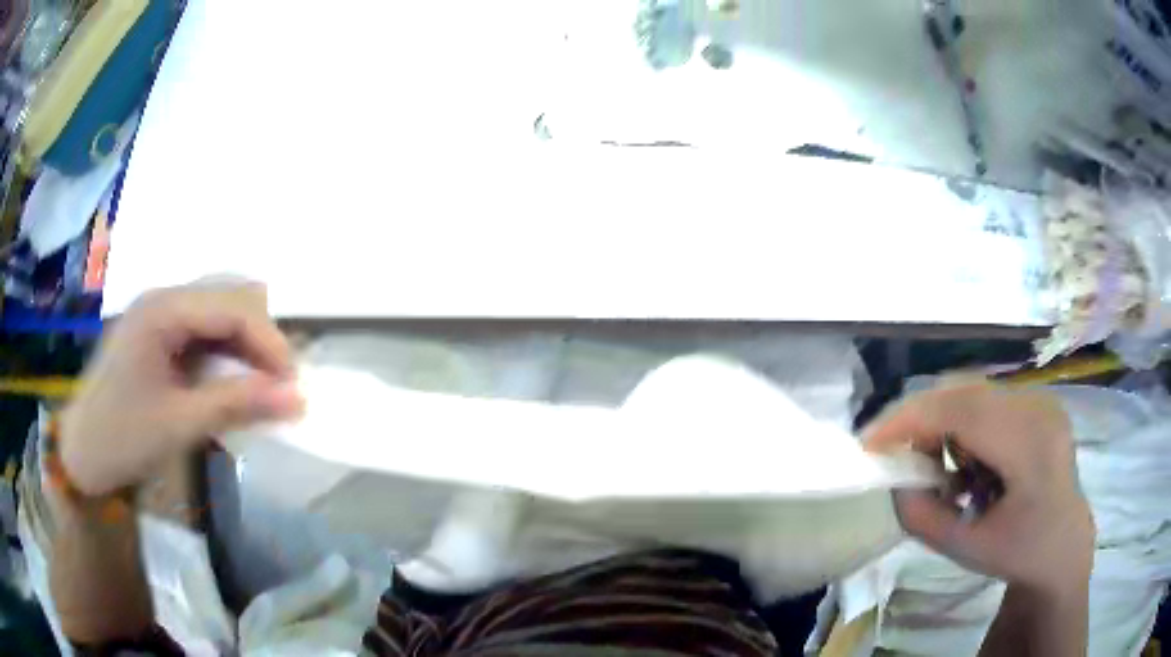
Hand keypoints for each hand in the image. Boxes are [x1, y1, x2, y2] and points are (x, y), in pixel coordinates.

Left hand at [59, 282, 303, 496]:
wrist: (81, 454)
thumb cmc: (122, 438)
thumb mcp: (180, 425)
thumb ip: (237, 405)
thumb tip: (299, 400)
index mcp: (162, 309)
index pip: (233, 306)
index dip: (270, 342)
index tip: (294, 387)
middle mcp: (164, 298)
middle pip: (230, 297)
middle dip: (261, 339)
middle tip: (278, 388)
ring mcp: (160, 314)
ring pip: (221, 310)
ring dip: (246, 344)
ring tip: (260, 387)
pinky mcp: (160, 334)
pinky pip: (205, 330)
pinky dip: (227, 353)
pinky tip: (232, 383)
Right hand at [863, 382, 1093, 596]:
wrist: (1064, 544)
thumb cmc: (1020, 553)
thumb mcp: (967, 549)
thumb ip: (922, 517)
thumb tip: (892, 481)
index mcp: (1031, 446)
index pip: (962, 411)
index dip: (910, 420)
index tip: (869, 445)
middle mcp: (1038, 407)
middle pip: (963, 392)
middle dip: (919, 420)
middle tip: (895, 458)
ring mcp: (1039, 398)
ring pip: (970, 393)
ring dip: (941, 425)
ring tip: (937, 470)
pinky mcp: (1035, 400)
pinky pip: (984, 401)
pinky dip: (960, 426)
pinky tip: (965, 464)